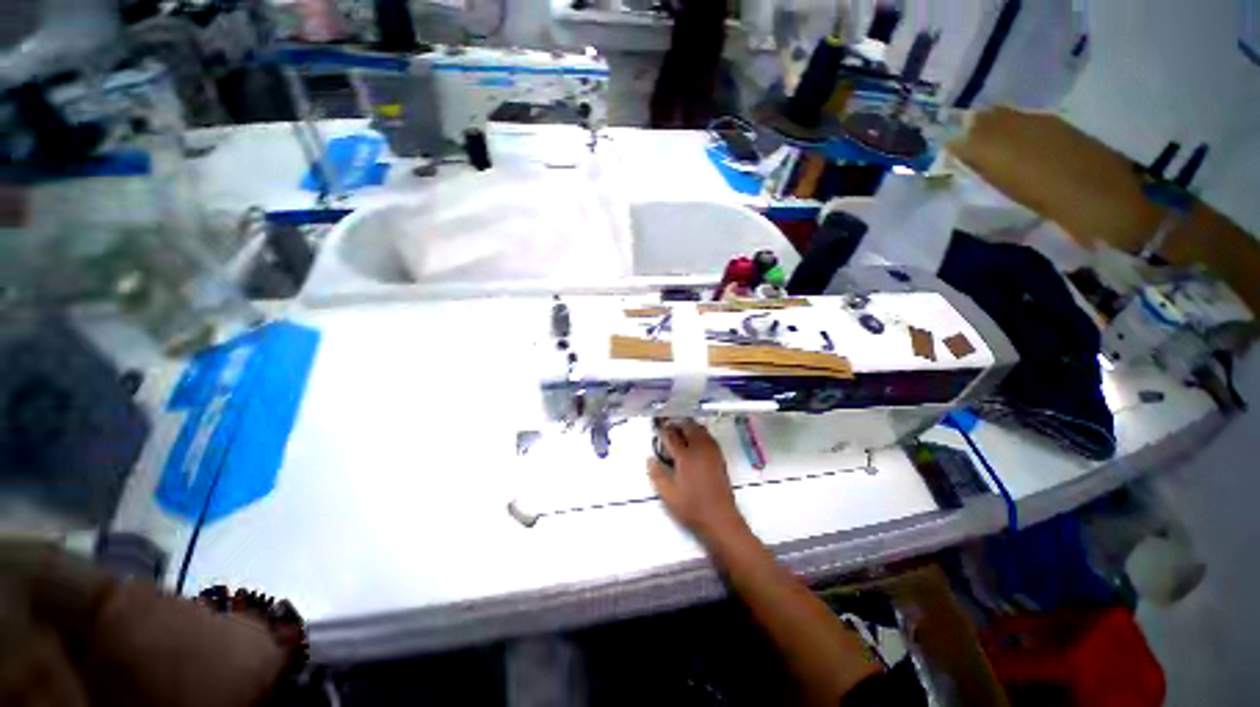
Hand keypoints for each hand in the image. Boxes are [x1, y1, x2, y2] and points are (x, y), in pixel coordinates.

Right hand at [648, 420, 747, 539]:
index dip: (663, 431)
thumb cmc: (692, 507)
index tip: (658, 430)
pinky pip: (708, 437)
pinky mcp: (719, 457)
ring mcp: (712, 452)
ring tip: (681, 431)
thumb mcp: (668, 495)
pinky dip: (700, 433)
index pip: (672, 436)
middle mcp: (699, 449)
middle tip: (668, 427)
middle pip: (688, 427)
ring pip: (700, 429)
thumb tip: (650, 459)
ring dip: (689, 427)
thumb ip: (657, 475)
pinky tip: (695, 441)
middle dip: (677, 424)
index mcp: (685, 456)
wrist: (720, 518)